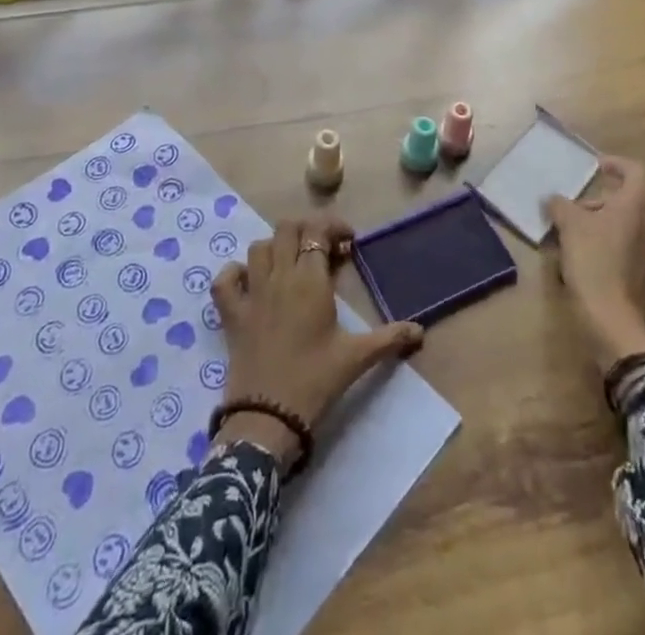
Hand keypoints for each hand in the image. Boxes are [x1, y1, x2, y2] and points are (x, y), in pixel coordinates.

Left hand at [211, 212, 422, 465]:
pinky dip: (234, 273)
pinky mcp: (230, 314)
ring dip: (275, 248)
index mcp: (310, 281)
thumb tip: (420, 331)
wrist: (268, 418)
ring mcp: (251, 293)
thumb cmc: (315, 382)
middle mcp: (279, 277)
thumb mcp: (356, 359)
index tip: (348, 243)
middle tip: (321, 250)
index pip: (317, 232)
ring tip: (291, 264)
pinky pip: (224, 280)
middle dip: (305, 231)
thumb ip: (389, 339)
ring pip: (258, 247)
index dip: (333, 228)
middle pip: (286, 229)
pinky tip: (248, 282)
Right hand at [547, 156, 644, 373]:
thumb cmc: (595, 265)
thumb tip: (554, 200)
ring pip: (633, 228)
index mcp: (638, 207)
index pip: (637, 171)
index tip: (596, 168)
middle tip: (576, 211)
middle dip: (603, 202)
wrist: (618, 327)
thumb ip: (561, 206)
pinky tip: (590, 264)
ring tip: (578, 238)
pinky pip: (635, 252)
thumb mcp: (569, 227)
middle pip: (633, 201)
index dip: (617, 164)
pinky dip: (615, 248)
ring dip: (608, 226)